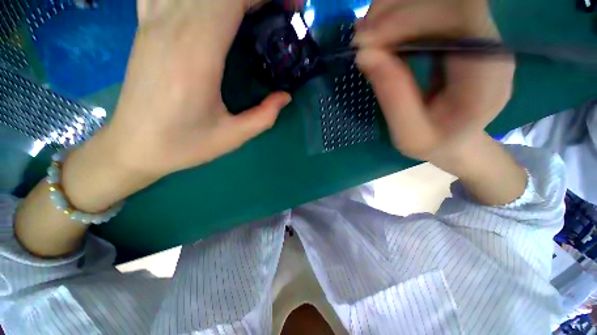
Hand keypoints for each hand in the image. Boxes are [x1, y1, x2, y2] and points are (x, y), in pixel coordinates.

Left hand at [61, 0, 294, 212]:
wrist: (134, 146)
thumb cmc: (184, 144)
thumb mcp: (232, 137)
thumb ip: (264, 116)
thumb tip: (285, 96)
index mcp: (196, 54)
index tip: (289, 9)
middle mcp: (172, 27)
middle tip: (278, 11)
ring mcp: (153, 23)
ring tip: (251, 11)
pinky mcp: (145, 27)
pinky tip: (208, 8)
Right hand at [354, 0, 514, 166]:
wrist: (456, 144)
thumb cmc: (435, 145)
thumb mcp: (409, 133)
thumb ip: (393, 94)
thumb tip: (365, 54)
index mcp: (487, 75)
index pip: (458, 19)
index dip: (410, 18)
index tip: (366, 39)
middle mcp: (489, 47)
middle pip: (449, 3)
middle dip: (398, 11)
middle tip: (360, 33)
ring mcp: (476, 37)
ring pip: (439, 3)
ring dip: (396, 11)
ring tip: (365, 32)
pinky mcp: (461, 37)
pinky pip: (432, 13)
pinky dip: (401, 16)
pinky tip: (379, 31)